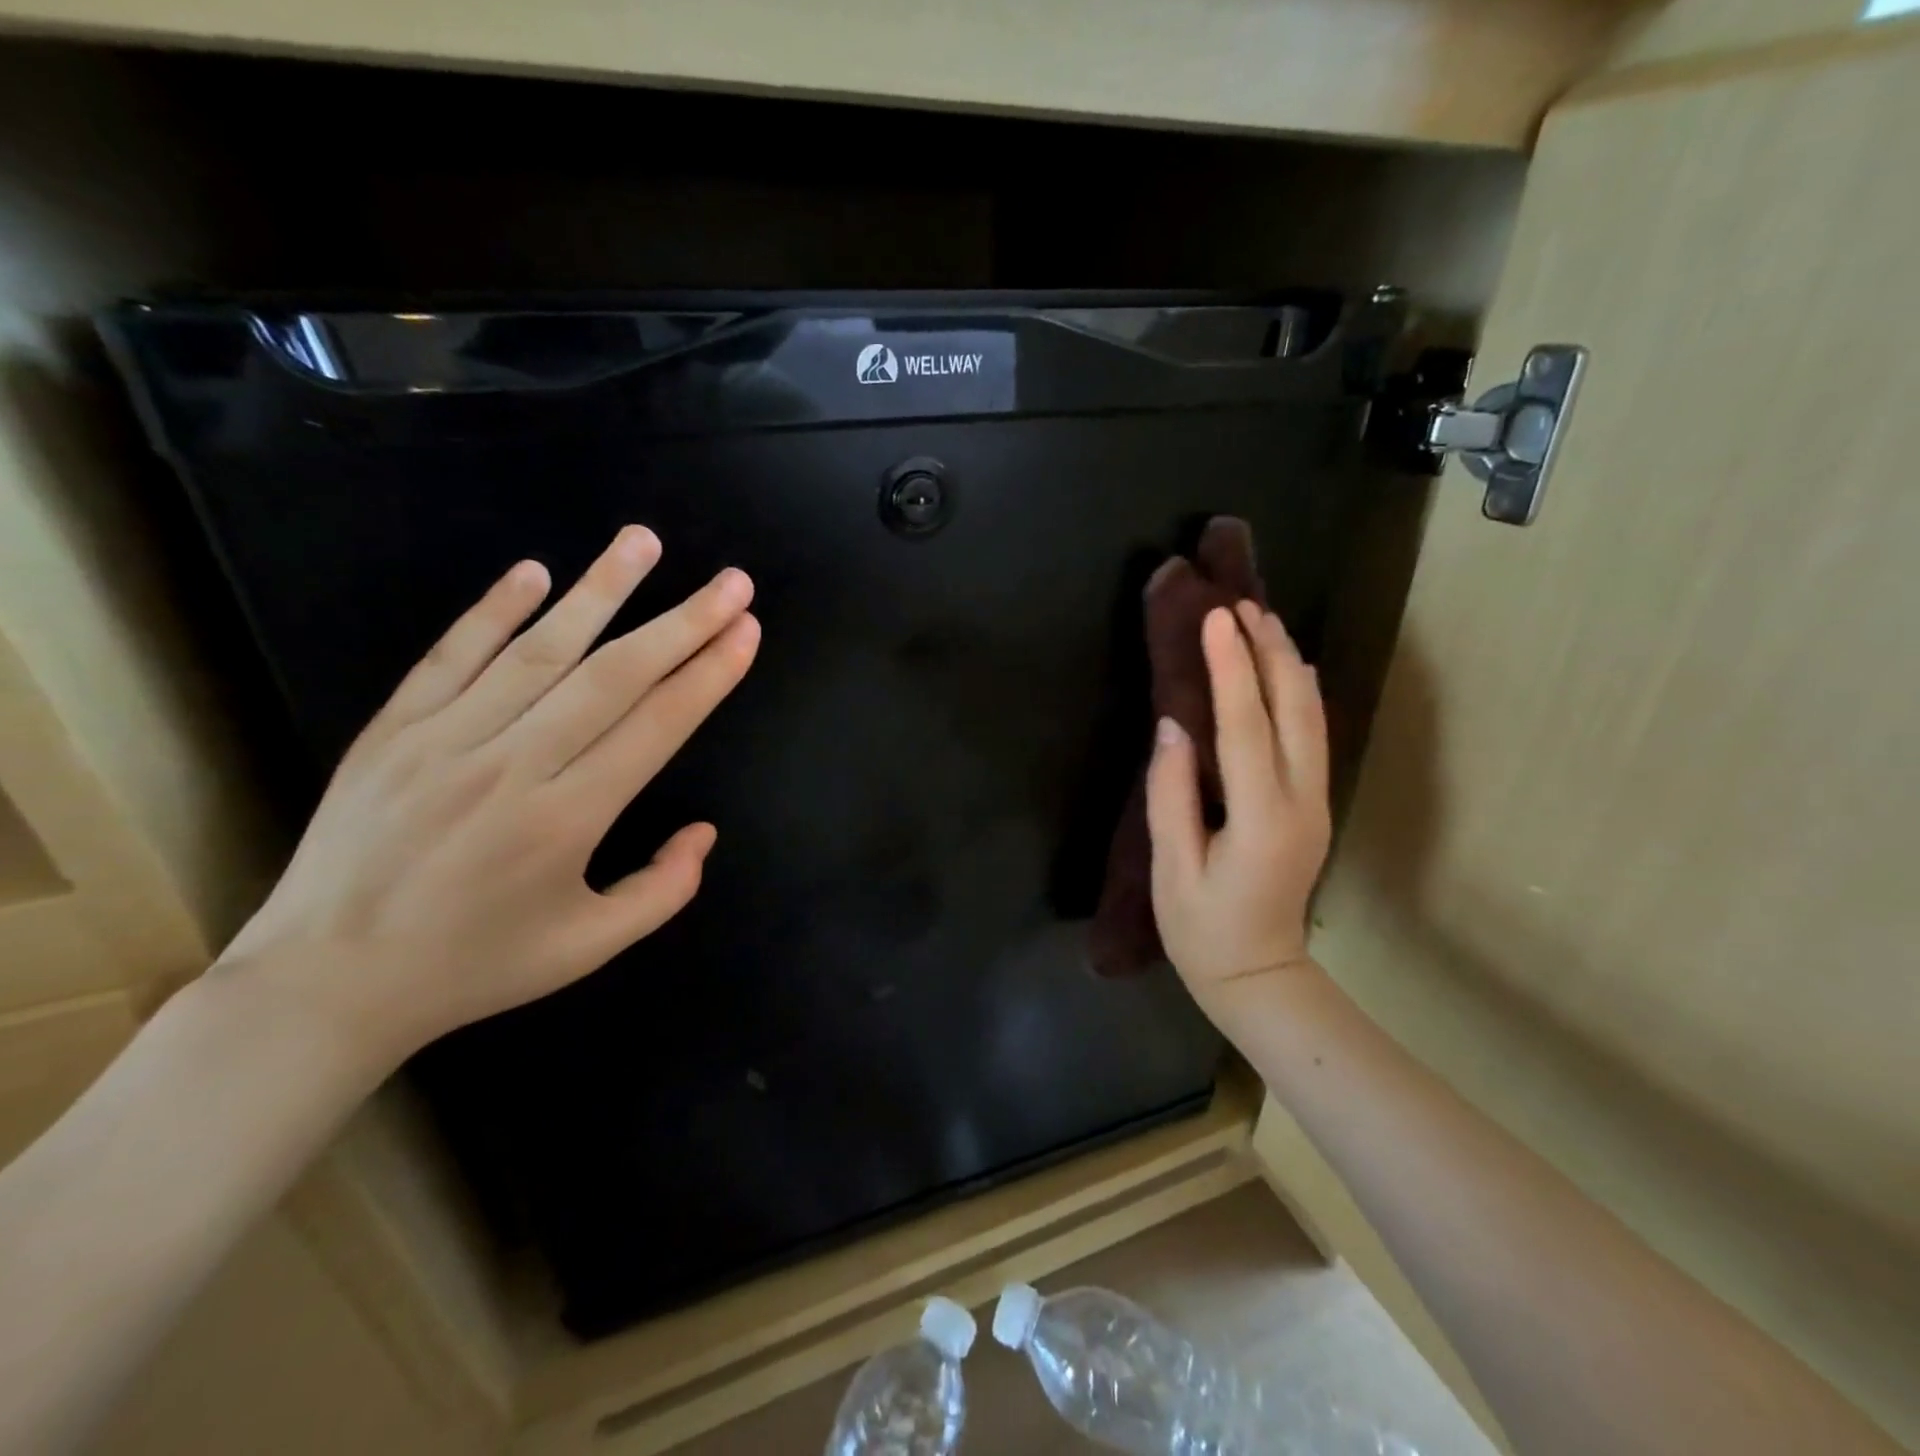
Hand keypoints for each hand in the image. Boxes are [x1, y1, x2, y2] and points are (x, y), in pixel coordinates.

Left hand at [219, 526, 759, 1065]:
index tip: (746, 630)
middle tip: (731, 581)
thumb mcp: (588, 948)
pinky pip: (451, 656)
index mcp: (566, 821)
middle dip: (682, 622)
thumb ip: (662, 890)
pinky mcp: (392, 730)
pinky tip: (537, 572)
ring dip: (600, 590)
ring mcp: (444, 740)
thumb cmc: (475, 965)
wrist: (325, 983)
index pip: (657, 727)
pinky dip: (494, 610)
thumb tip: (704, 830)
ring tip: (644, 541)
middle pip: (614, 676)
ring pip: (538, 649)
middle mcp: (512, 766)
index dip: (709, 674)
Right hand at [1145, 601, 1330, 1009]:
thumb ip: (1170, 795)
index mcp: (1261, 818)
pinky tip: (1289, 669)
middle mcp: (1301, 802)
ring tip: (1263, 621)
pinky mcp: (1315, 806)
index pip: (1246, 727)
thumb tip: (1172, 727)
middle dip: (1269, 651)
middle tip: (1244, 603)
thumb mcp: (1171, 868)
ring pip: (1312, 718)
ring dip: (1288, 665)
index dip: (1230, 668)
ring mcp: (1316, 803)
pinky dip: (1300, 694)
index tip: (1216, 617)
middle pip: (1294, 710)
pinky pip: (1312, 736)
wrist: (1260, 976)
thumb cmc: (1202, 929)